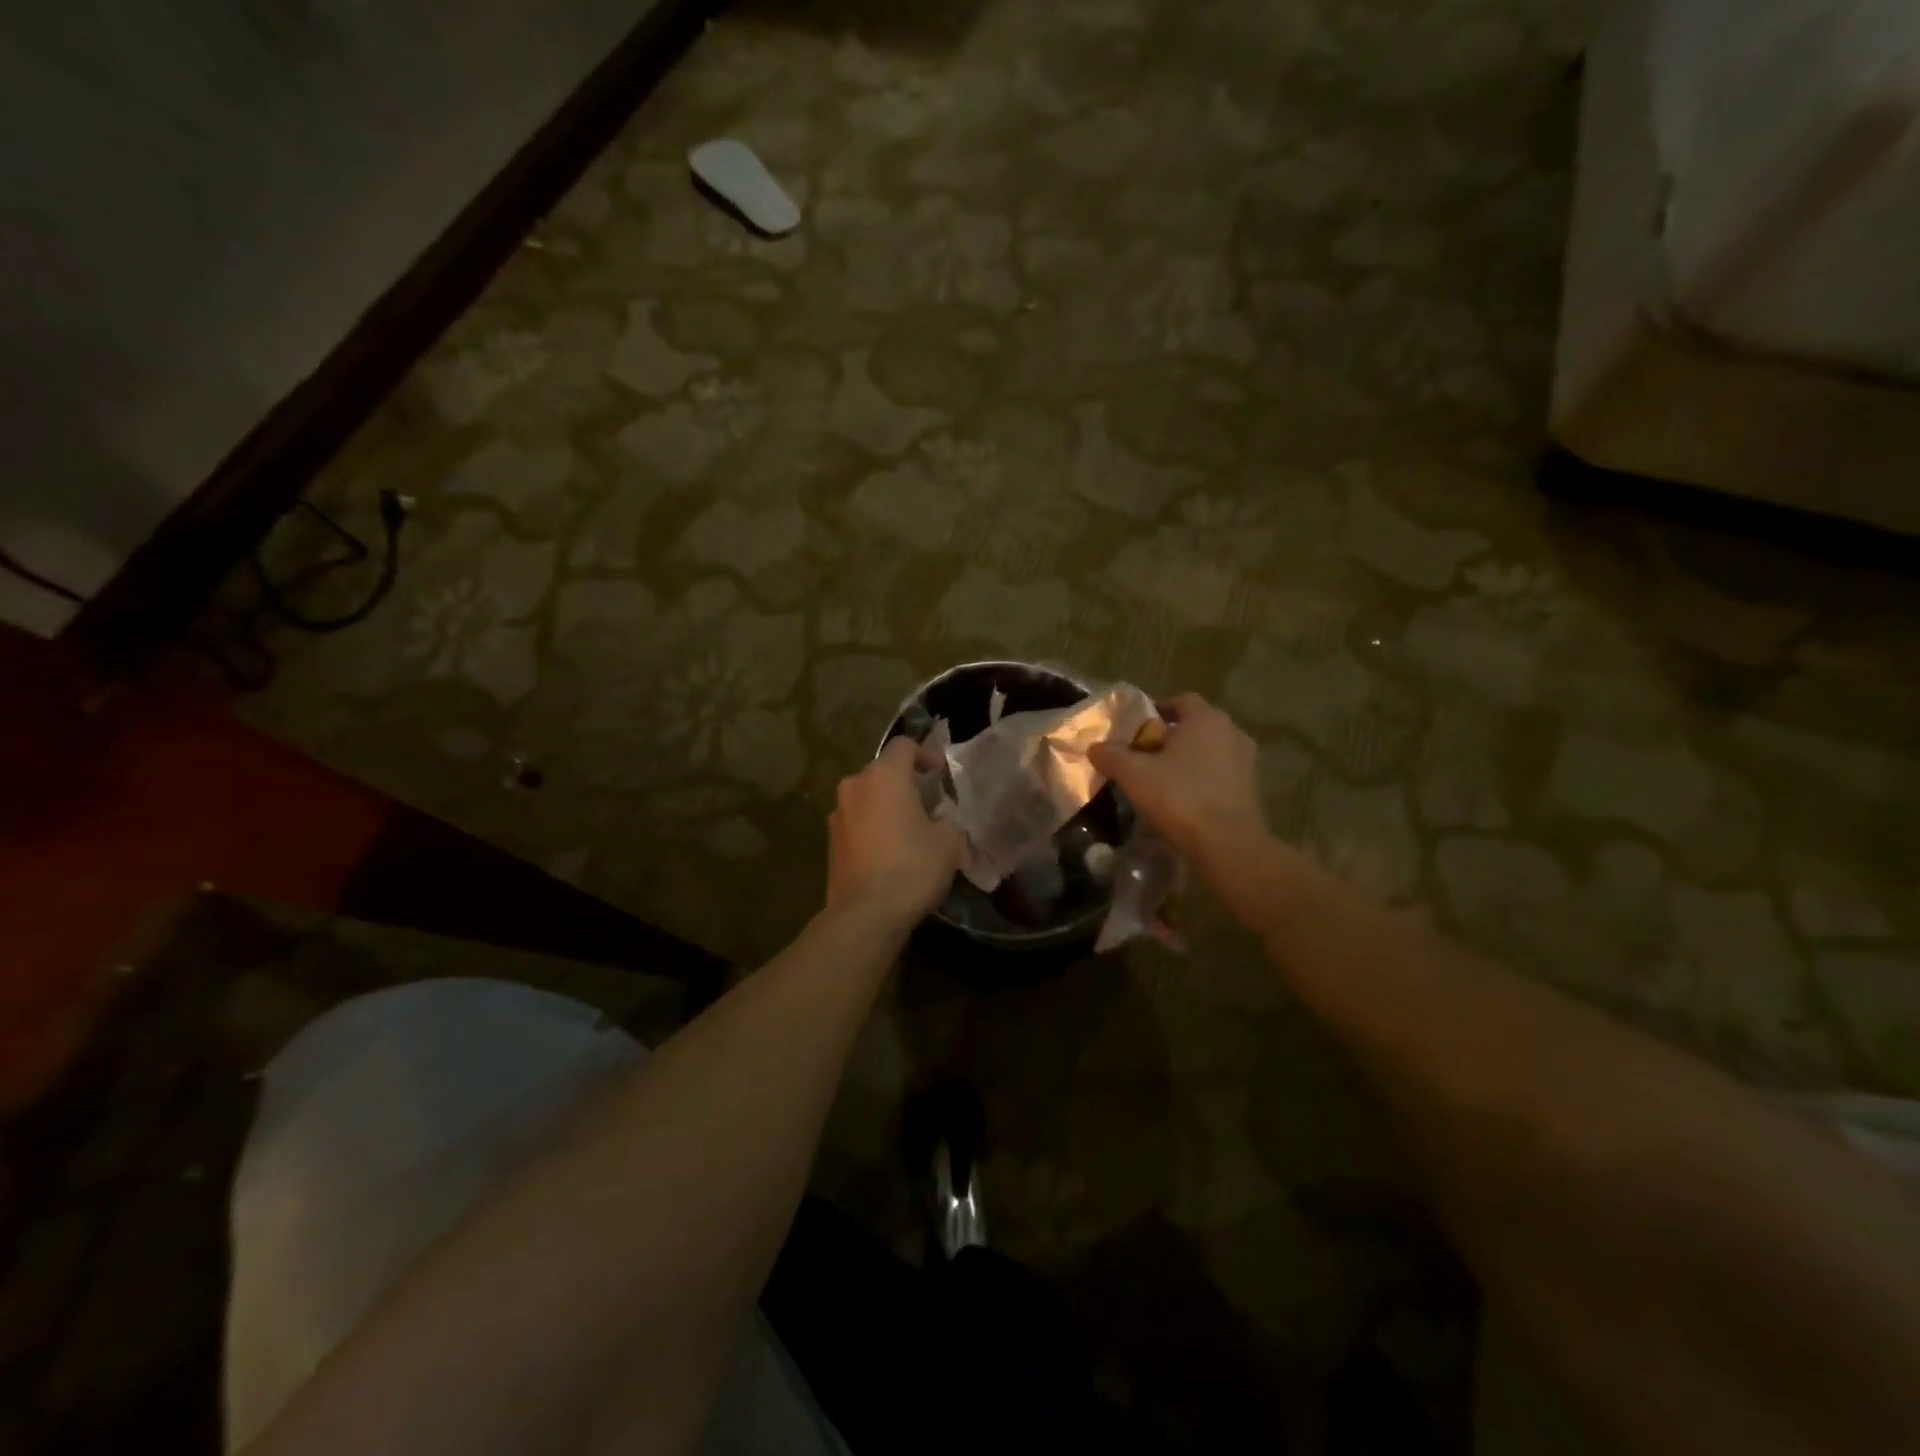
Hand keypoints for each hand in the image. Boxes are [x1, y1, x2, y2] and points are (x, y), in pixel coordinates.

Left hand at [826, 737, 964, 922]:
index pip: (904, 746)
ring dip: (885, 807)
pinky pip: (856, 824)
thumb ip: (947, 821)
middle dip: (904, 783)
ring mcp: (837, 815)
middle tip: (927, 804)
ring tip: (907, 830)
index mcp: (884, 776)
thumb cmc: (913, 867)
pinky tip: (888, 853)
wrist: (866, 914)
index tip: (939, 774)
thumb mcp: (949, 841)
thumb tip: (940, 821)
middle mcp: (854, 787)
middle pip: (881, 773)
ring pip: (866, 799)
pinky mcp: (830, 843)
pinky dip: (872, 829)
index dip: (925, 755)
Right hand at [1088, 694, 1267, 862]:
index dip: (1156, 711)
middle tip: (1144, 757)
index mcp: (1206, 719)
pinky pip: (1220, 776)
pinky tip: (1183, 801)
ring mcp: (1246, 762)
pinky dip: (1202, 781)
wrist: (1227, 845)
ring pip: (1209, 752)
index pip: (1181, 701)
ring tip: (1162, 781)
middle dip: (1170, 739)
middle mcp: (1232, 733)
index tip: (1137, 730)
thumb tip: (1094, 747)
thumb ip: (1111, 756)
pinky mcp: (1251, 790)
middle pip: (1195, 727)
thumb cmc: (1179, 798)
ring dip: (1187, 762)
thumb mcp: (1134, 775)